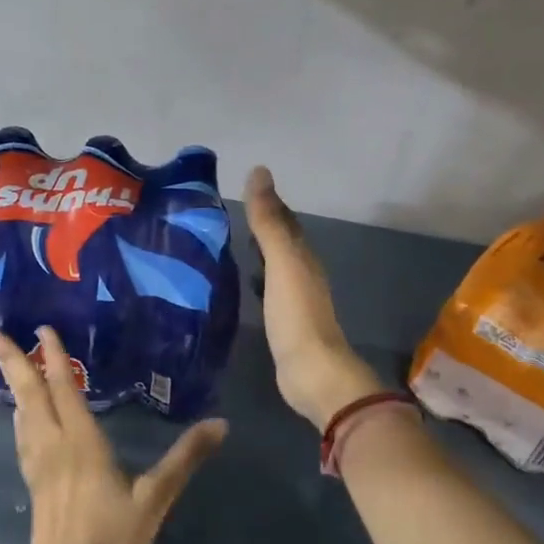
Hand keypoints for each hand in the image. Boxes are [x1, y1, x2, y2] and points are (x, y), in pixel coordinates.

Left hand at [0, 326, 226, 543]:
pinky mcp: (35, 485)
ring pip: (22, 414)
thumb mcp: (154, 500)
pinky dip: (20, 417)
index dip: (54, 356)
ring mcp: (39, 466)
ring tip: (7, 365)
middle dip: (12, 360)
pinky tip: (21, 418)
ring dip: (13, 385)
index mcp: (81, 442)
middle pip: (30, 394)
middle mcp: (54, 445)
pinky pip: (23, 438)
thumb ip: (184, 459)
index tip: (42, 327)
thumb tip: (220, 423)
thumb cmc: (111, 541)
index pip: (64, 387)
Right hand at [244, 167, 384, 429]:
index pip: (286, 221)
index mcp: (303, 257)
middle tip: (233, 211)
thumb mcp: (282, 263)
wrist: (311, 371)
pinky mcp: (284, 323)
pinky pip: (269, 289)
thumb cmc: (296, 315)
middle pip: (284, 242)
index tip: (245, 187)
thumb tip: (259, 172)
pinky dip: (257, 277)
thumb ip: (270, 222)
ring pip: (276, 265)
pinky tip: (244, 282)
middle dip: (264, 225)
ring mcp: (295, 300)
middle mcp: (303, 274)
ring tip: (232, 241)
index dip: (269, 203)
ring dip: (260, 251)